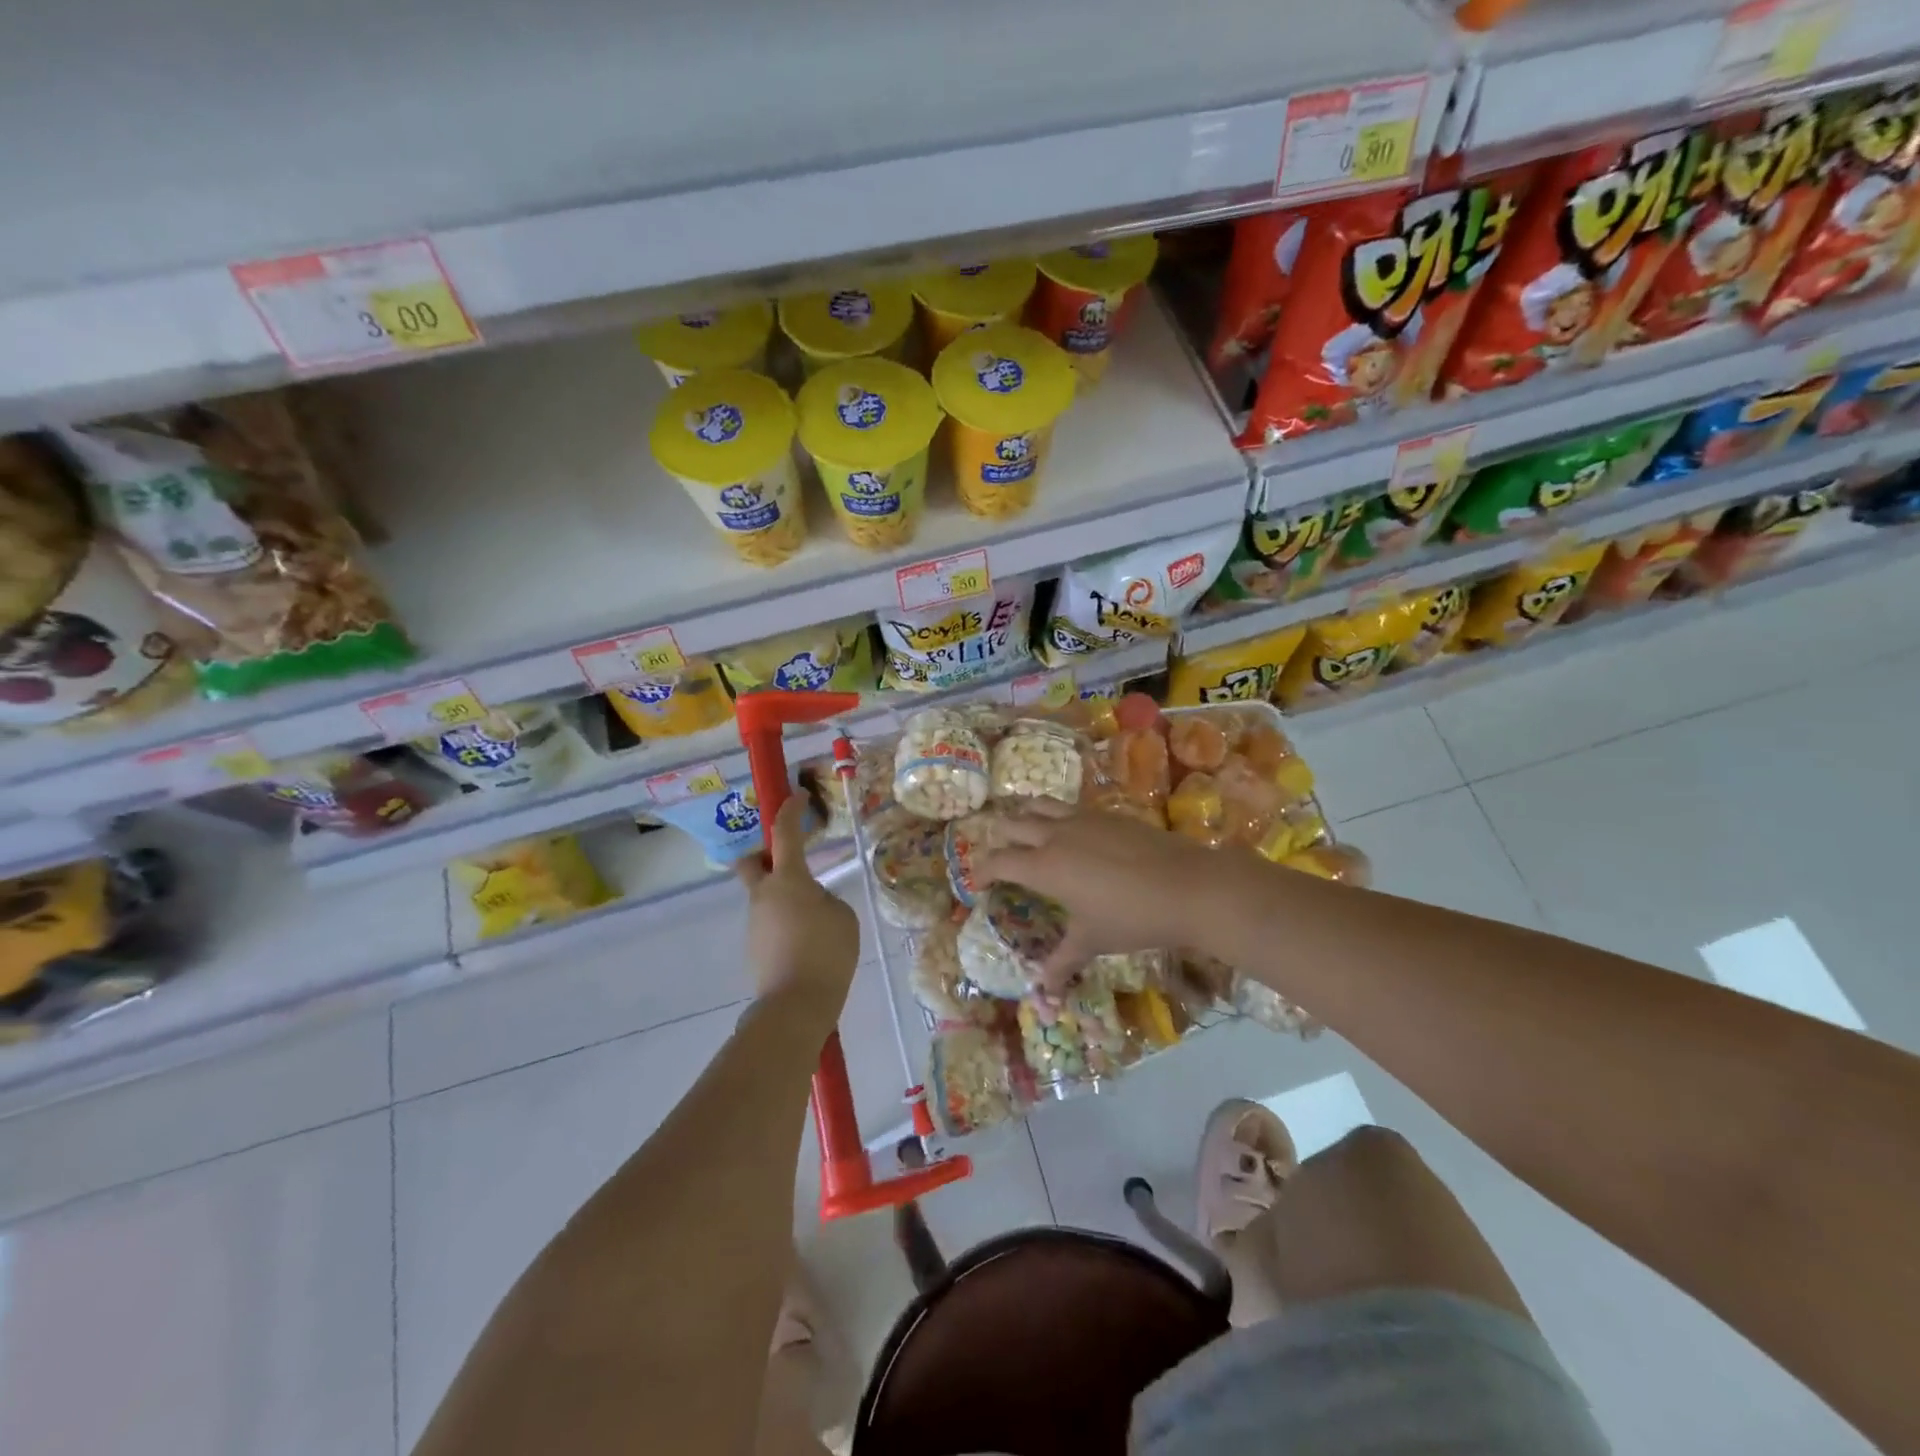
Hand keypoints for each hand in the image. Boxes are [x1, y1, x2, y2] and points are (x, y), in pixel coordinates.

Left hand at [736, 797, 859, 1015]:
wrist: (796, 1005)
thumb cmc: (827, 952)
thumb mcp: (842, 916)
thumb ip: (825, 899)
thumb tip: (811, 902)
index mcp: (788, 880)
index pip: (785, 833)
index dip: (791, 810)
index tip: (797, 794)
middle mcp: (763, 896)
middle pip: (751, 863)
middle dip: (764, 855)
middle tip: (788, 861)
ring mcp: (755, 923)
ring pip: (764, 897)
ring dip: (784, 898)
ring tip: (817, 923)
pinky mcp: (754, 949)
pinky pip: (770, 924)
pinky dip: (785, 924)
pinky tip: (808, 945)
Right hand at [974, 800, 1238, 993]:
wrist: (1188, 886)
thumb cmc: (1132, 918)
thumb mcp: (1092, 940)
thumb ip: (1062, 961)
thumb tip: (1043, 991)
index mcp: (1044, 866)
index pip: (999, 861)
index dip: (981, 871)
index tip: (976, 883)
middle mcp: (1056, 835)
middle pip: (1012, 823)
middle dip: (999, 839)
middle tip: (1001, 857)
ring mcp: (1083, 818)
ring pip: (1039, 805)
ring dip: (1024, 817)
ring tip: (1026, 833)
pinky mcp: (1107, 813)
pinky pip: (1070, 808)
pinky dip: (1057, 816)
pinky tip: (1071, 835)